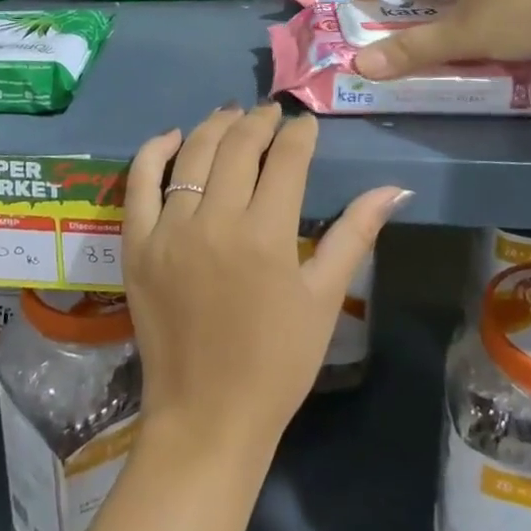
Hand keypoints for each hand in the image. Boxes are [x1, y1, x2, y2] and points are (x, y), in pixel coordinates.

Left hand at [122, 105, 404, 461]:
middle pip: (238, 146)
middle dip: (260, 121)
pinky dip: (153, 151)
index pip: (286, 159)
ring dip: (215, 125)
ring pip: (192, 154)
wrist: (207, 416)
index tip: (306, 123)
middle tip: (272, 113)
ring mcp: (169, 231)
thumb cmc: (277, 362)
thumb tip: (394, 188)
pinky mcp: (137, 245)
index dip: (299, 133)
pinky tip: (173, 136)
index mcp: (267, 235)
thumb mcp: (324, 299)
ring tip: (233, 114)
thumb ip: (355, 235)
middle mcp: (215, 221)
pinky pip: (139, 183)